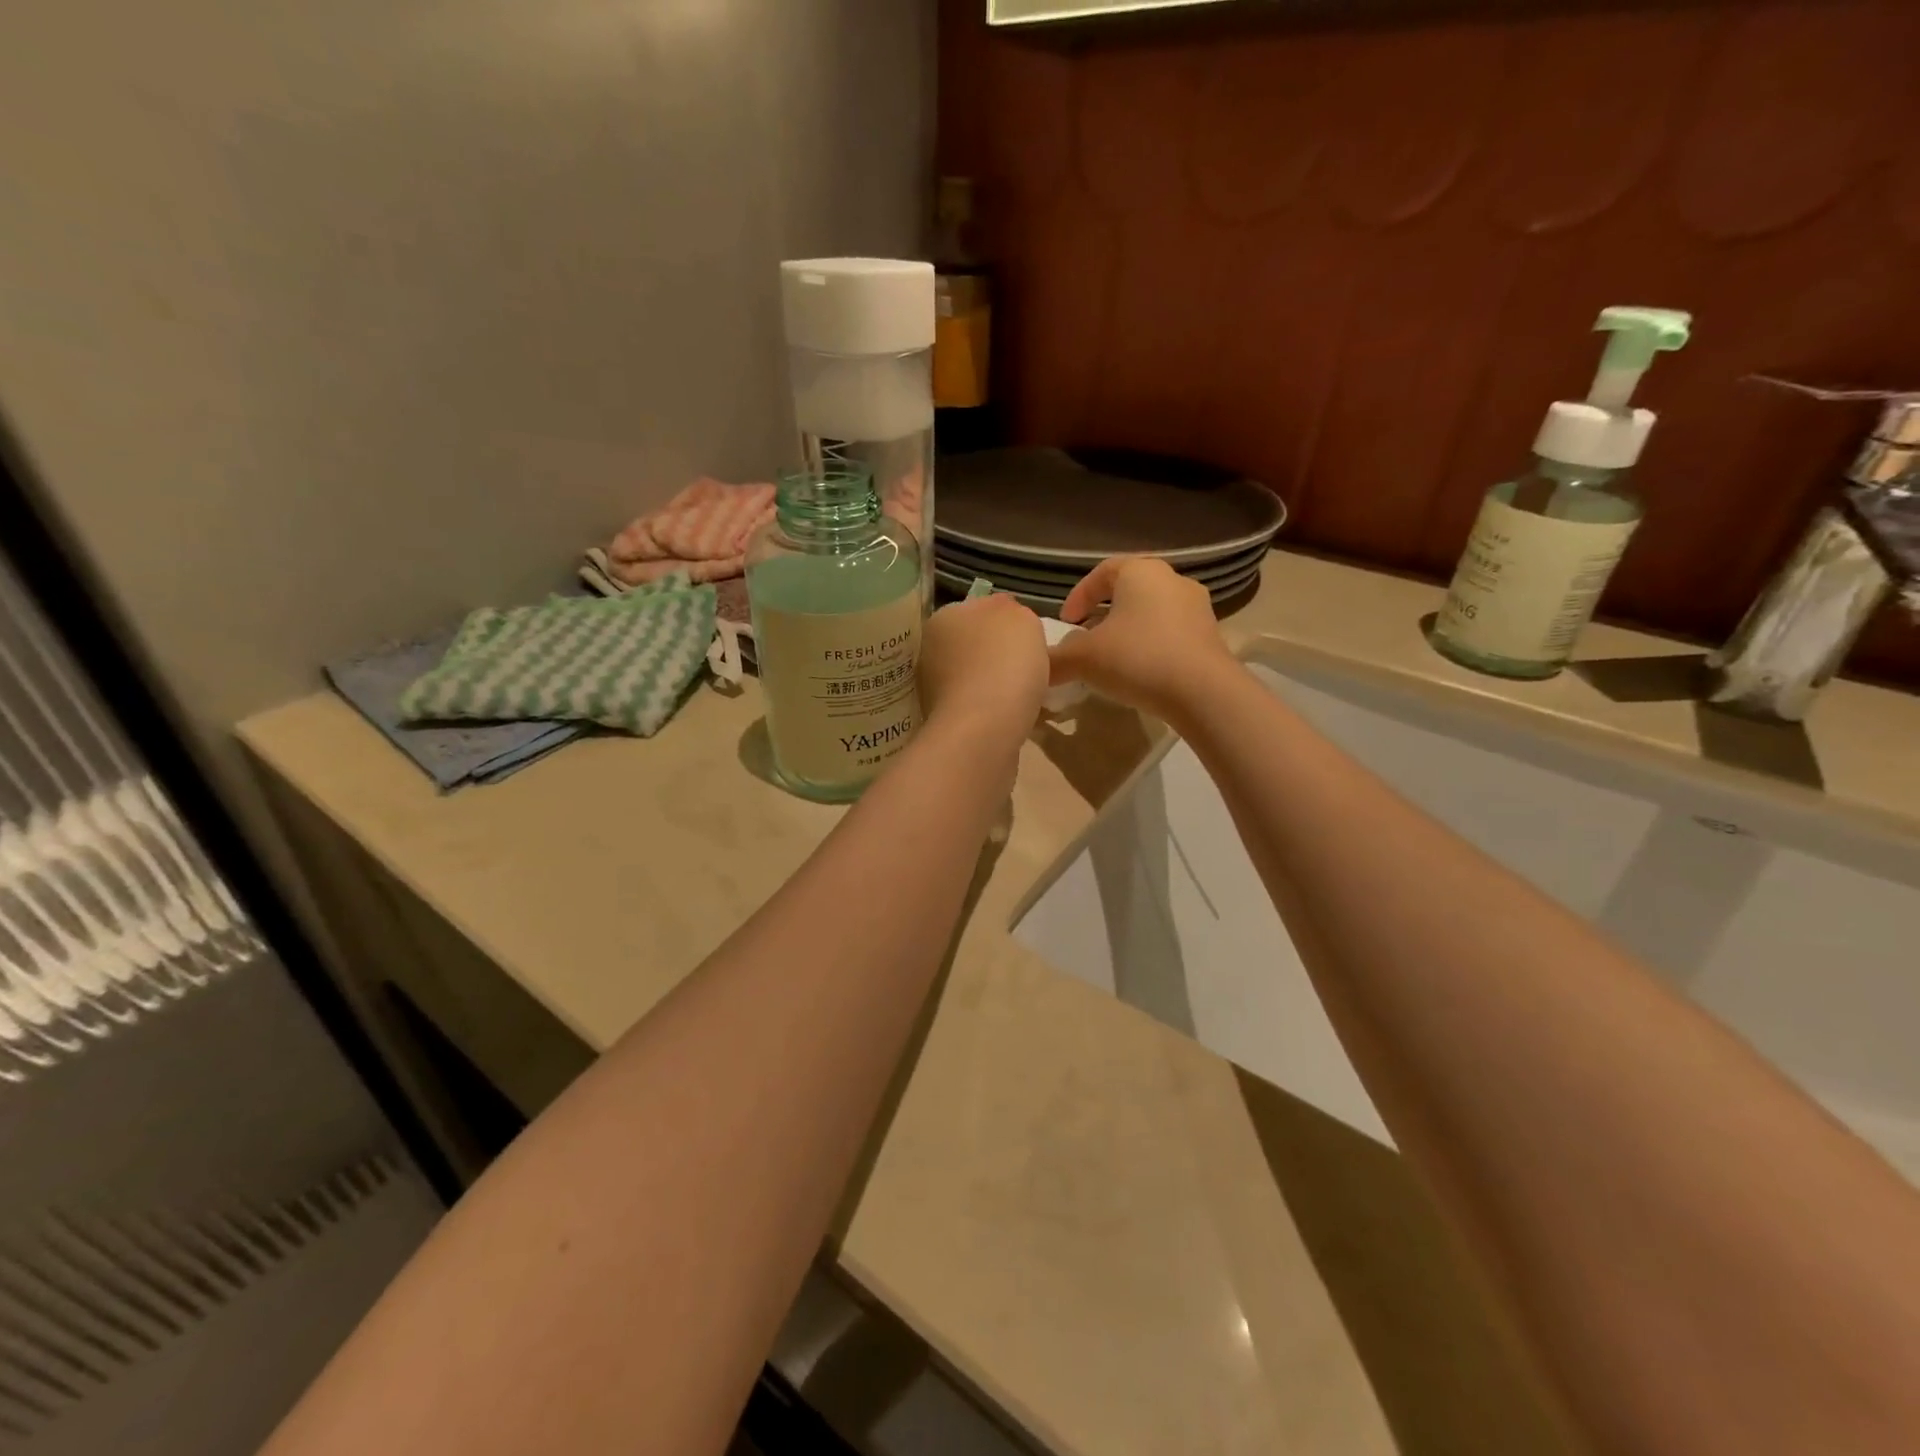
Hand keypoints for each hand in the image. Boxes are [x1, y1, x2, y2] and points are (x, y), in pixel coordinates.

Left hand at [917, 593, 1049, 745]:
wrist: (984, 730)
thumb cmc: (1004, 663)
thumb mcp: (1021, 618)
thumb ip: (1013, 610)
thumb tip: (1006, 617)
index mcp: (944, 618)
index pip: (979, 610)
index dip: (1007, 623)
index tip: (1030, 640)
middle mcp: (930, 650)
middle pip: (973, 645)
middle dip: (998, 654)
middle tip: (1031, 667)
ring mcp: (932, 689)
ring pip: (973, 677)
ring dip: (994, 684)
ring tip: (1025, 696)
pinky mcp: (944, 722)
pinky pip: (975, 707)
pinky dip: (992, 710)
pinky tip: (1012, 716)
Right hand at [1051, 556, 1239, 719]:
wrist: (1203, 692)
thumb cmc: (1138, 659)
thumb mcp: (1084, 659)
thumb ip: (1056, 659)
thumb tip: (1039, 667)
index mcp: (1140, 572)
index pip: (1101, 572)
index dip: (1078, 596)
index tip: (1066, 623)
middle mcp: (1172, 579)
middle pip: (1128, 590)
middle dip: (1103, 613)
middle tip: (1086, 638)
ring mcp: (1196, 606)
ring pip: (1151, 612)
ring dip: (1128, 630)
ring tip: (1112, 658)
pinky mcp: (1211, 634)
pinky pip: (1171, 632)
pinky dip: (1151, 645)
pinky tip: (1140, 671)